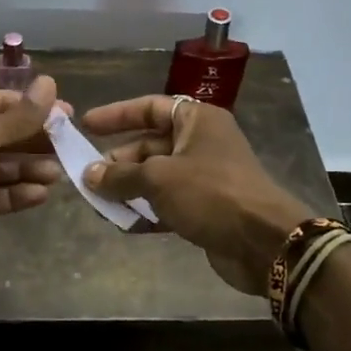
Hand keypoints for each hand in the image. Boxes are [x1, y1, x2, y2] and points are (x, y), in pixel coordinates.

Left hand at [0, 76, 63, 232]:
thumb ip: (17, 118)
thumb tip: (51, 83)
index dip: (33, 109)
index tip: (67, 117)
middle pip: (0, 135)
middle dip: (33, 142)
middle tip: (68, 149)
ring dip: (25, 170)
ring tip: (58, 175)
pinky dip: (11, 194)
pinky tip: (39, 195)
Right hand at [80, 95, 312, 295]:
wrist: (264, 243)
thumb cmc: (210, 193)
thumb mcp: (159, 178)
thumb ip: (121, 175)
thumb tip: (88, 174)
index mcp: (196, 120)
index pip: (150, 107)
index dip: (117, 115)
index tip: (87, 125)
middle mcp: (201, 142)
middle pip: (151, 144)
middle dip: (119, 161)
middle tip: (90, 177)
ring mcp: (205, 176)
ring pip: (157, 176)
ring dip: (129, 189)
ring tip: (99, 203)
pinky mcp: (206, 208)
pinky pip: (168, 203)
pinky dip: (147, 211)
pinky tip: (124, 224)